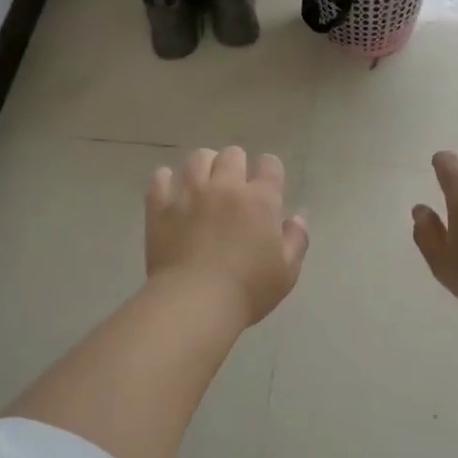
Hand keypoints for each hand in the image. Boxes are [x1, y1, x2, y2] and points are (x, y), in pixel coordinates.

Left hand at [146, 147, 308, 325]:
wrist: (195, 303)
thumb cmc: (248, 290)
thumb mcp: (287, 272)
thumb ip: (296, 240)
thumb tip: (297, 217)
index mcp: (260, 200)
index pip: (270, 164)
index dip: (270, 172)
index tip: (268, 187)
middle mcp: (225, 187)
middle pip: (232, 154)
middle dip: (236, 166)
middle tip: (234, 189)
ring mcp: (189, 193)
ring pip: (197, 158)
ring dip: (204, 167)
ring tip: (203, 186)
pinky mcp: (161, 206)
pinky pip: (160, 177)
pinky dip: (167, 181)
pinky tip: (172, 194)